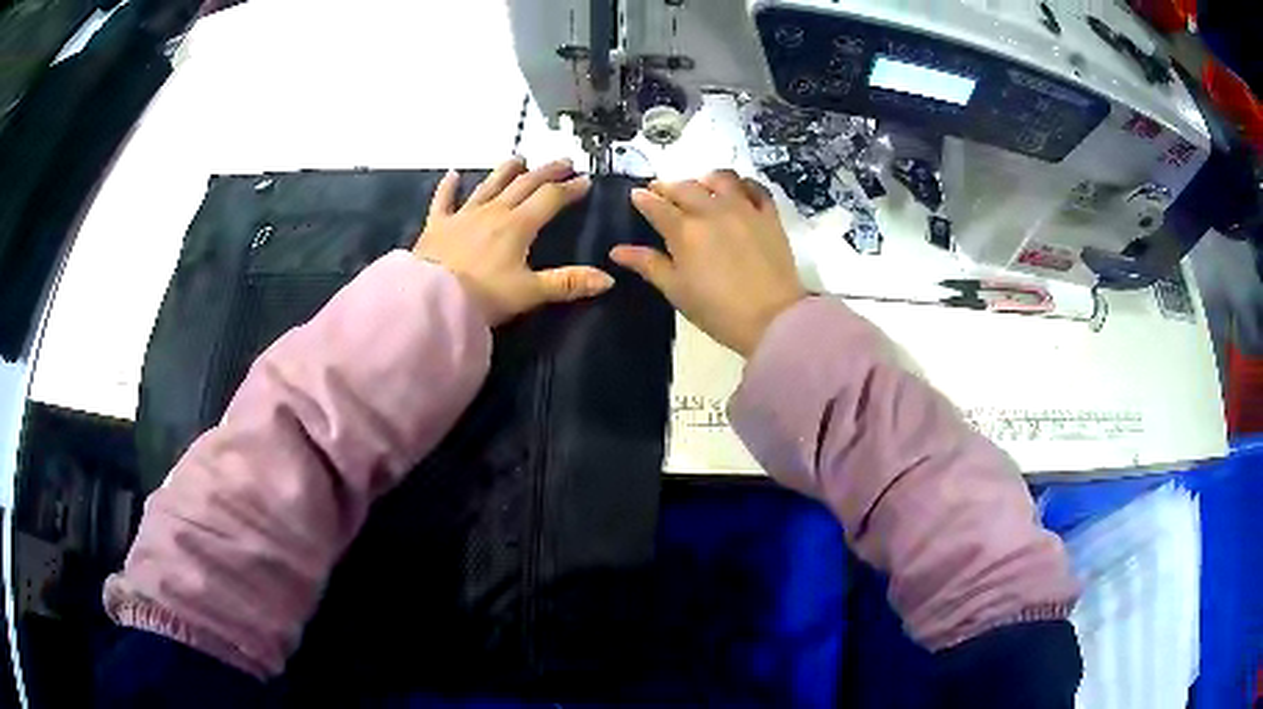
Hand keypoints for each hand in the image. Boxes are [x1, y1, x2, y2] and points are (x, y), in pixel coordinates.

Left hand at [414, 157, 613, 325]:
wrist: (431, 300)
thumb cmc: (483, 297)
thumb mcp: (530, 293)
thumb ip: (568, 283)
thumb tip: (608, 279)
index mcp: (518, 226)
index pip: (550, 199)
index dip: (570, 189)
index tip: (585, 180)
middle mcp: (493, 211)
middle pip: (524, 184)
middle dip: (546, 172)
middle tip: (563, 161)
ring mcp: (463, 215)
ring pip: (489, 185)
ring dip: (506, 170)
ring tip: (519, 158)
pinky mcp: (437, 225)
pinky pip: (443, 201)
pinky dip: (448, 187)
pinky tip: (453, 174)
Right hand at [610, 170, 805, 355]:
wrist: (773, 319)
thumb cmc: (718, 310)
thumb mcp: (677, 291)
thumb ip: (648, 265)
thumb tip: (617, 250)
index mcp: (684, 230)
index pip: (656, 205)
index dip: (643, 198)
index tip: (636, 195)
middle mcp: (711, 210)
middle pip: (684, 186)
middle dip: (668, 186)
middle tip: (662, 192)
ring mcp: (743, 209)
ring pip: (720, 178)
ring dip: (705, 180)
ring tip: (701, 188)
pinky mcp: (769, 215)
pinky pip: (756, 188)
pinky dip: (743, 185)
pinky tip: (738, 192)